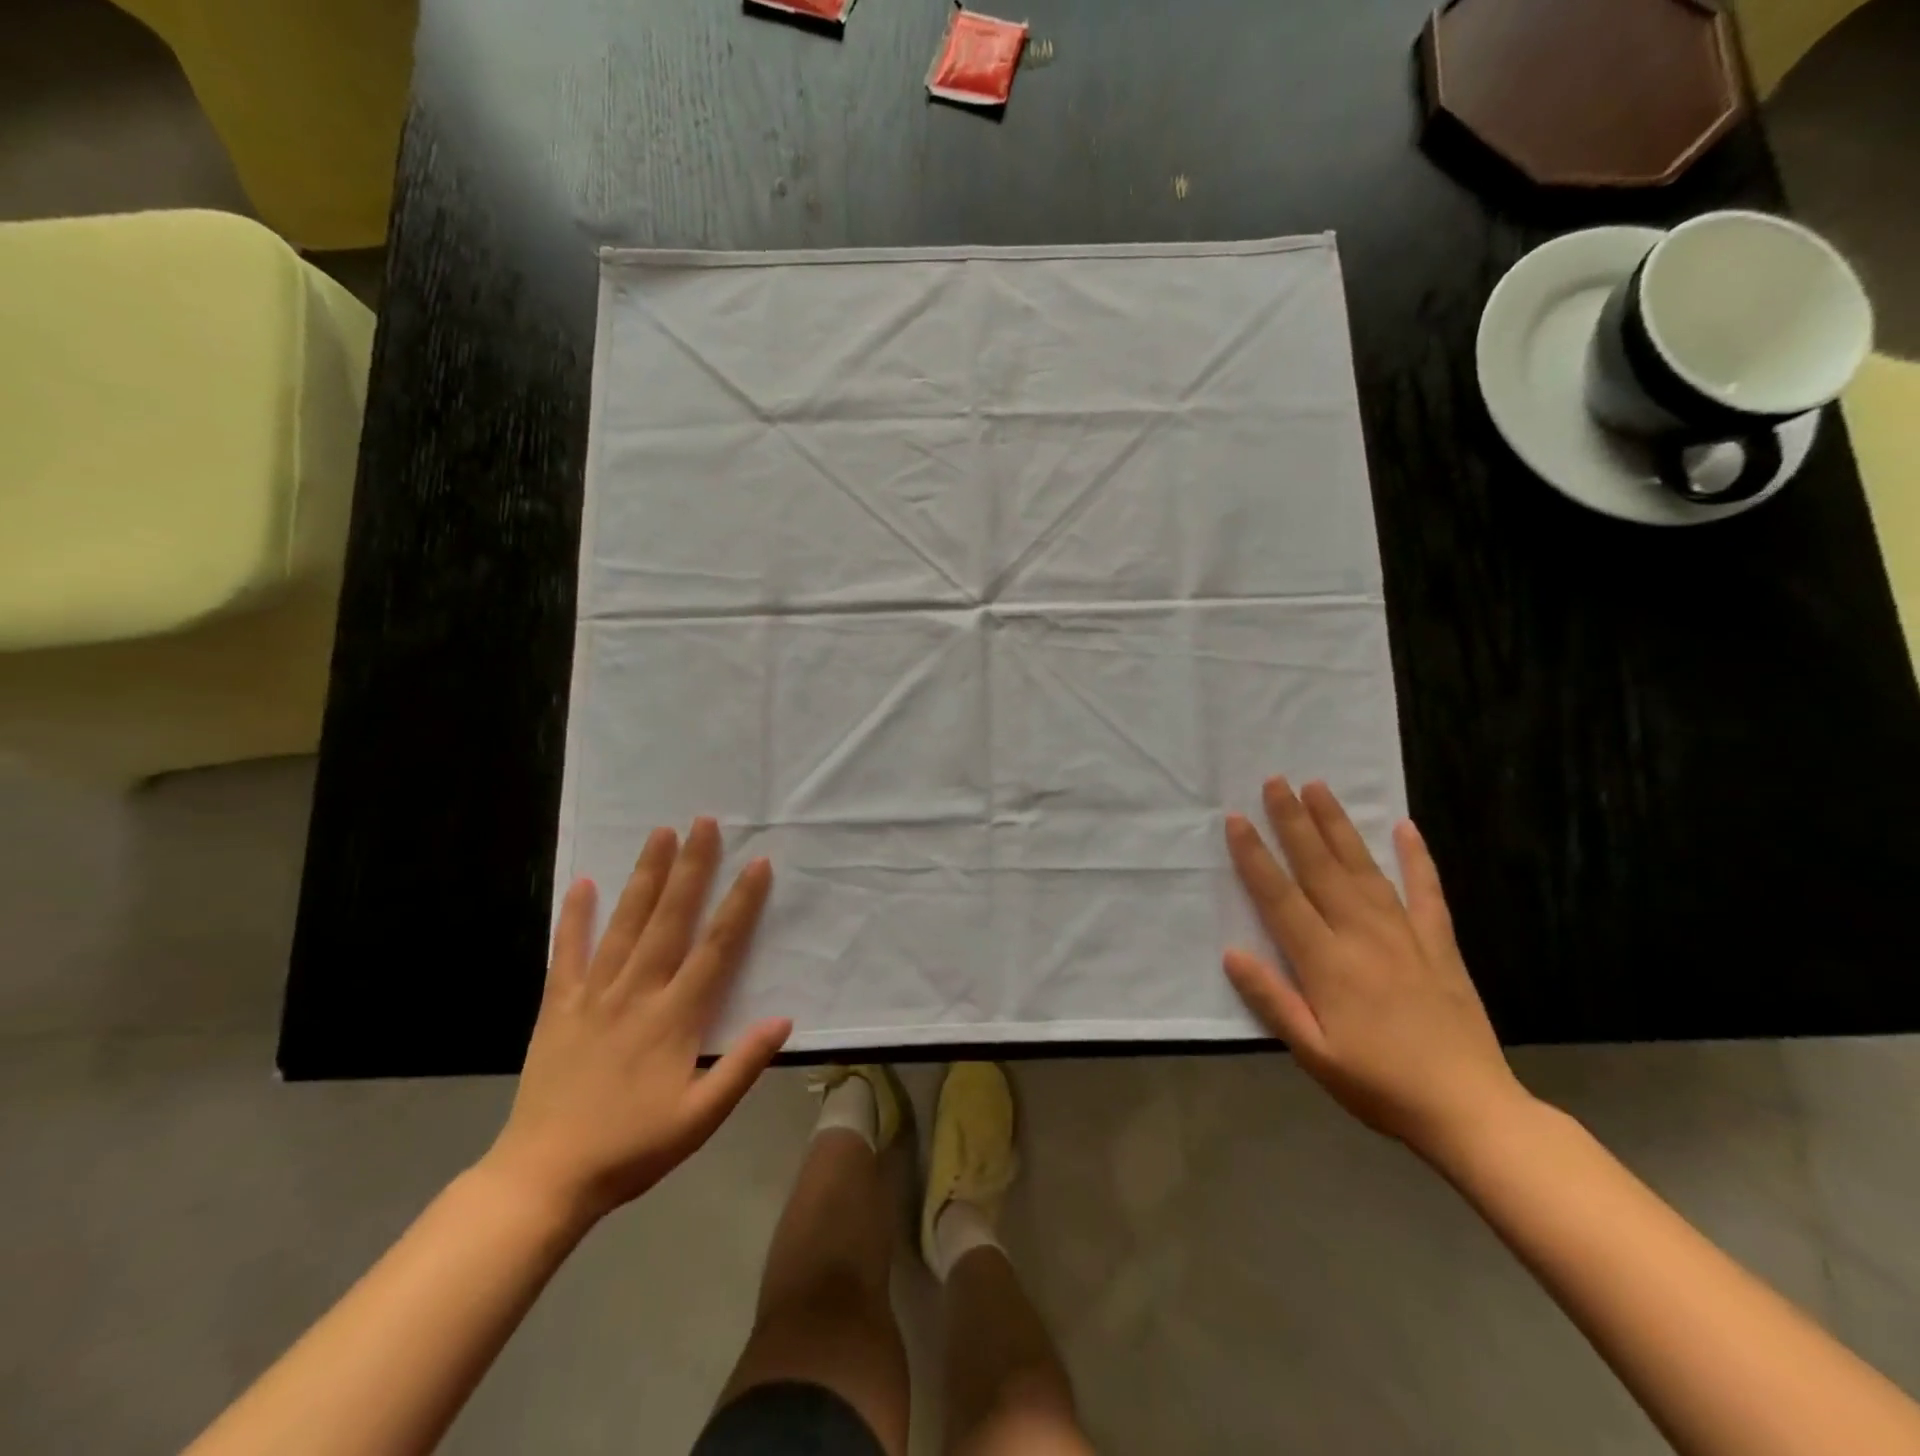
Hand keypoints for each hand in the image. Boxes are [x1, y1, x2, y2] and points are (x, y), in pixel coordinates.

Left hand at [481, 818, 790, 1226]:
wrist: (543, 1178)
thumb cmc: (631, 1149)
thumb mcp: (700, 1118)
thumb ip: (742, 1066)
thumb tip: (783, 1019)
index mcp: (675, 1017)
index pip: (716, 947)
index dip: (739, 903)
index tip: (756, 864)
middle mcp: (637, 992)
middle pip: (670, 919)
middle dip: (691, 868)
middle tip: (703, 823)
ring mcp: (594, 995)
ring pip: (625, 924)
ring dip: (645, 877)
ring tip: (659, 834)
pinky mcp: (559, 1006)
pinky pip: (568, 952)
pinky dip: (575, 917)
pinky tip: (583, 883)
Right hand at [1223, 777, 1527, 1160]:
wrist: (1471, 1110)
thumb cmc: (1379, 1084)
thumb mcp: (1312, 1053)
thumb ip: (1271, 999)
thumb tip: (1231, 952)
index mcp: (1326, 962)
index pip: (1280, 896)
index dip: (1255, 856)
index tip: (1237, 819)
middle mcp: (1361, 935)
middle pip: (1320, 867)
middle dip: (1294, 821)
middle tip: (1276, 781)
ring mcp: (1405, 934)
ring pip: (1364, 867)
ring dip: (1339, 825)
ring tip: (1319, 788)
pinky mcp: (1440, 944)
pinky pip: (1427, 892)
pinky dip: (1417, 858)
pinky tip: (1407, 828)